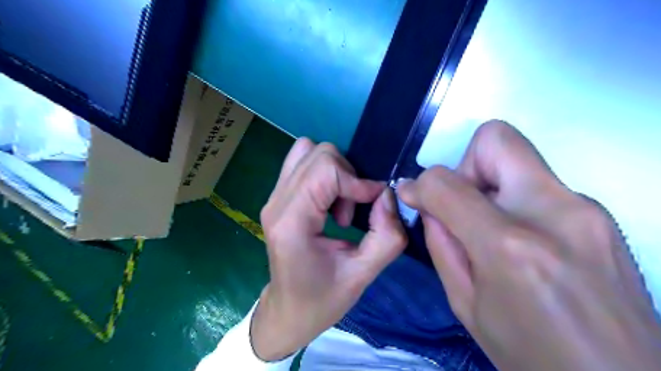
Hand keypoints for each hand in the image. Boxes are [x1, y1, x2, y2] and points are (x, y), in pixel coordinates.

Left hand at [254, 138, 408, 360]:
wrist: (288, 311)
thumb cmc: (321, 300)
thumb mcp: (362, 276)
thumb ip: (386, 236)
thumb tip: (388, 195)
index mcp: (291, 221)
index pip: (325, 170)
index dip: (357, 181)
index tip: (374, 203)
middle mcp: (276, 202)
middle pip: (317, 154)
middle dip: (346, 176)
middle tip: (352, 211)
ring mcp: (273, 197)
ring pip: (308, 151)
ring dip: (335, 172)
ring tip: (340, 206)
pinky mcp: (278, 198)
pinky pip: (303, 164)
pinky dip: (324, 174)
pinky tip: (329, 203)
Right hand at [397, 122, 660, 370]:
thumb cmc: (530, 354)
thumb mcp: (465, 304)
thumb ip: (440, 243)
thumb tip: (426, 202)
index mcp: (510, 247)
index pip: (446, 183)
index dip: (420, 184)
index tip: (413, 196)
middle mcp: (554, 213)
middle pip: (496, 139)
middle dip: (464, 166)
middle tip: (463, 207)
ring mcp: (586, 208)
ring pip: (518, 157)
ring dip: (488, 184)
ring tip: (490, 229)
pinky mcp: (600, 213)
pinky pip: (538, 182)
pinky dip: (513, 198)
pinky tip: (519, 239)